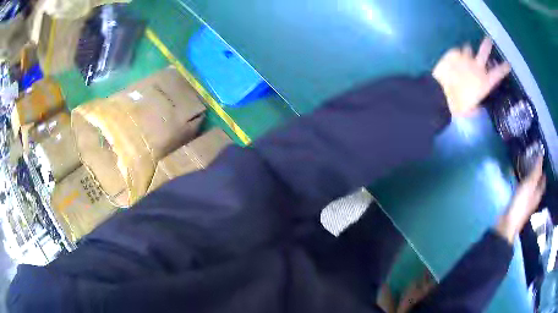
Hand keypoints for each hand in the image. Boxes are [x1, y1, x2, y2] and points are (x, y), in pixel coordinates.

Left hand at [433, 37, 510, 116]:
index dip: (504, 68)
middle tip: (489, 39)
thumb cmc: (458, 105)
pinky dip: (456, 54)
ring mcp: (465, 58)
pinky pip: (456, 51)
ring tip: (465, 54)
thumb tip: (477, 107)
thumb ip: (476, 106)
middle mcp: (477, 67)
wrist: (441, 93)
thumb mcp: (471, 110)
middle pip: (484, 52)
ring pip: (469, 48)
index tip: (508, 63)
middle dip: (487, 45)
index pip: (498, 73)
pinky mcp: (453, 53)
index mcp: (485, 82)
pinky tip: (453, 60)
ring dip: (468, 51)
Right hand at [496, 157, 545, 243]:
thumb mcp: (530, 185)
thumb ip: (536, 171)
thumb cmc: (521, 204)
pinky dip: (524, 184)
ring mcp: (526, 202)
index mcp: (538, 194)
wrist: (507, 224)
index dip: (543, 170)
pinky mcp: (519, 205)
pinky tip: (520, 181)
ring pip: (531, 187)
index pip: (543, 180)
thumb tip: (541, 154)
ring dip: (530, 179)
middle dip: (537, 174)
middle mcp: (534, 198)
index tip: (541, 158)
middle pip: (538, 184)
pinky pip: (524, 191)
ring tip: (526, 168)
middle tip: (533, 161)